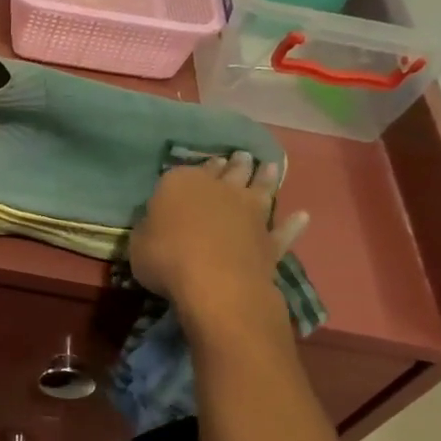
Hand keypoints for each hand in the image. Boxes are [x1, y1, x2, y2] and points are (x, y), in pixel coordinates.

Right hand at [129, 153, 307, 349]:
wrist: (216, 284)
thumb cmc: (166, 258)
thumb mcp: (138, 243)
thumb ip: (149, 227)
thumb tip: (155, 221)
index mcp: (181, 184)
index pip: (185, 170)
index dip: (193, 169)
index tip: (201, 166)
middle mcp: (219, 190)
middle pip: (229, 171)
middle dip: (234, 163)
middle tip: (240, 157)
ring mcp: (250, 213)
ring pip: (260, 189)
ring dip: (265, 178)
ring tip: (269, 168)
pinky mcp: (270, 239)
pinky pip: (284, 229)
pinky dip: (293, 223)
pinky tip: (302, 216)